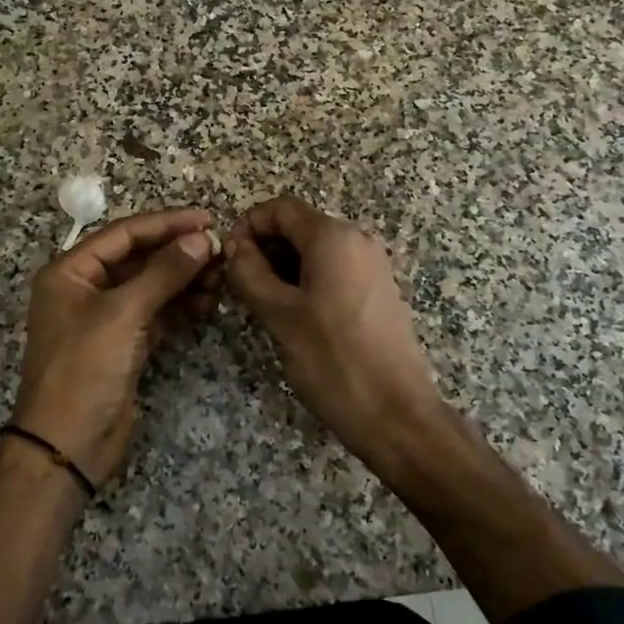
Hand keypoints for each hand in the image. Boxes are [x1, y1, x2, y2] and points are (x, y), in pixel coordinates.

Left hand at [16, 207, 221, 485]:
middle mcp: (86, 288)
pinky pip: (156, 313)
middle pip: (139, 258)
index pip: (124, 234)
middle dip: (179, 253)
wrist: (67, 446)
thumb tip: (202, 238)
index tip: (207, 219)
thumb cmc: (84, 368)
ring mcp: (106, 318)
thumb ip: (164, 272)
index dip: (166, 223)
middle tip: (220, 250)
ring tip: (220, 276)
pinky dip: (180, 306)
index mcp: (70, 272)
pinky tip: (207, 302)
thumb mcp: (123, 314)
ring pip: (151, 286)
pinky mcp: (124, 344)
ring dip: (184, 279)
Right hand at [225, 197, 446, 468]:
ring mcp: (372, 265)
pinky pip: (334, 269)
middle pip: (299, 226)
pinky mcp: (378, 290)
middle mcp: (357, 240)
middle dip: (265, 248)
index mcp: (333, 236)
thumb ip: (248, 272)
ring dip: (284, 267)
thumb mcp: (278, 315)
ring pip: (315, 250)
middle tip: (241, 287)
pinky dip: (307, 280)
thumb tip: (233, 245)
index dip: (247, 226)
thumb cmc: (332, 360)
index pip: (280, 208)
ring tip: (264, 306)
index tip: (227, 259)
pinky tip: (295, 316)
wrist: (396, 414)